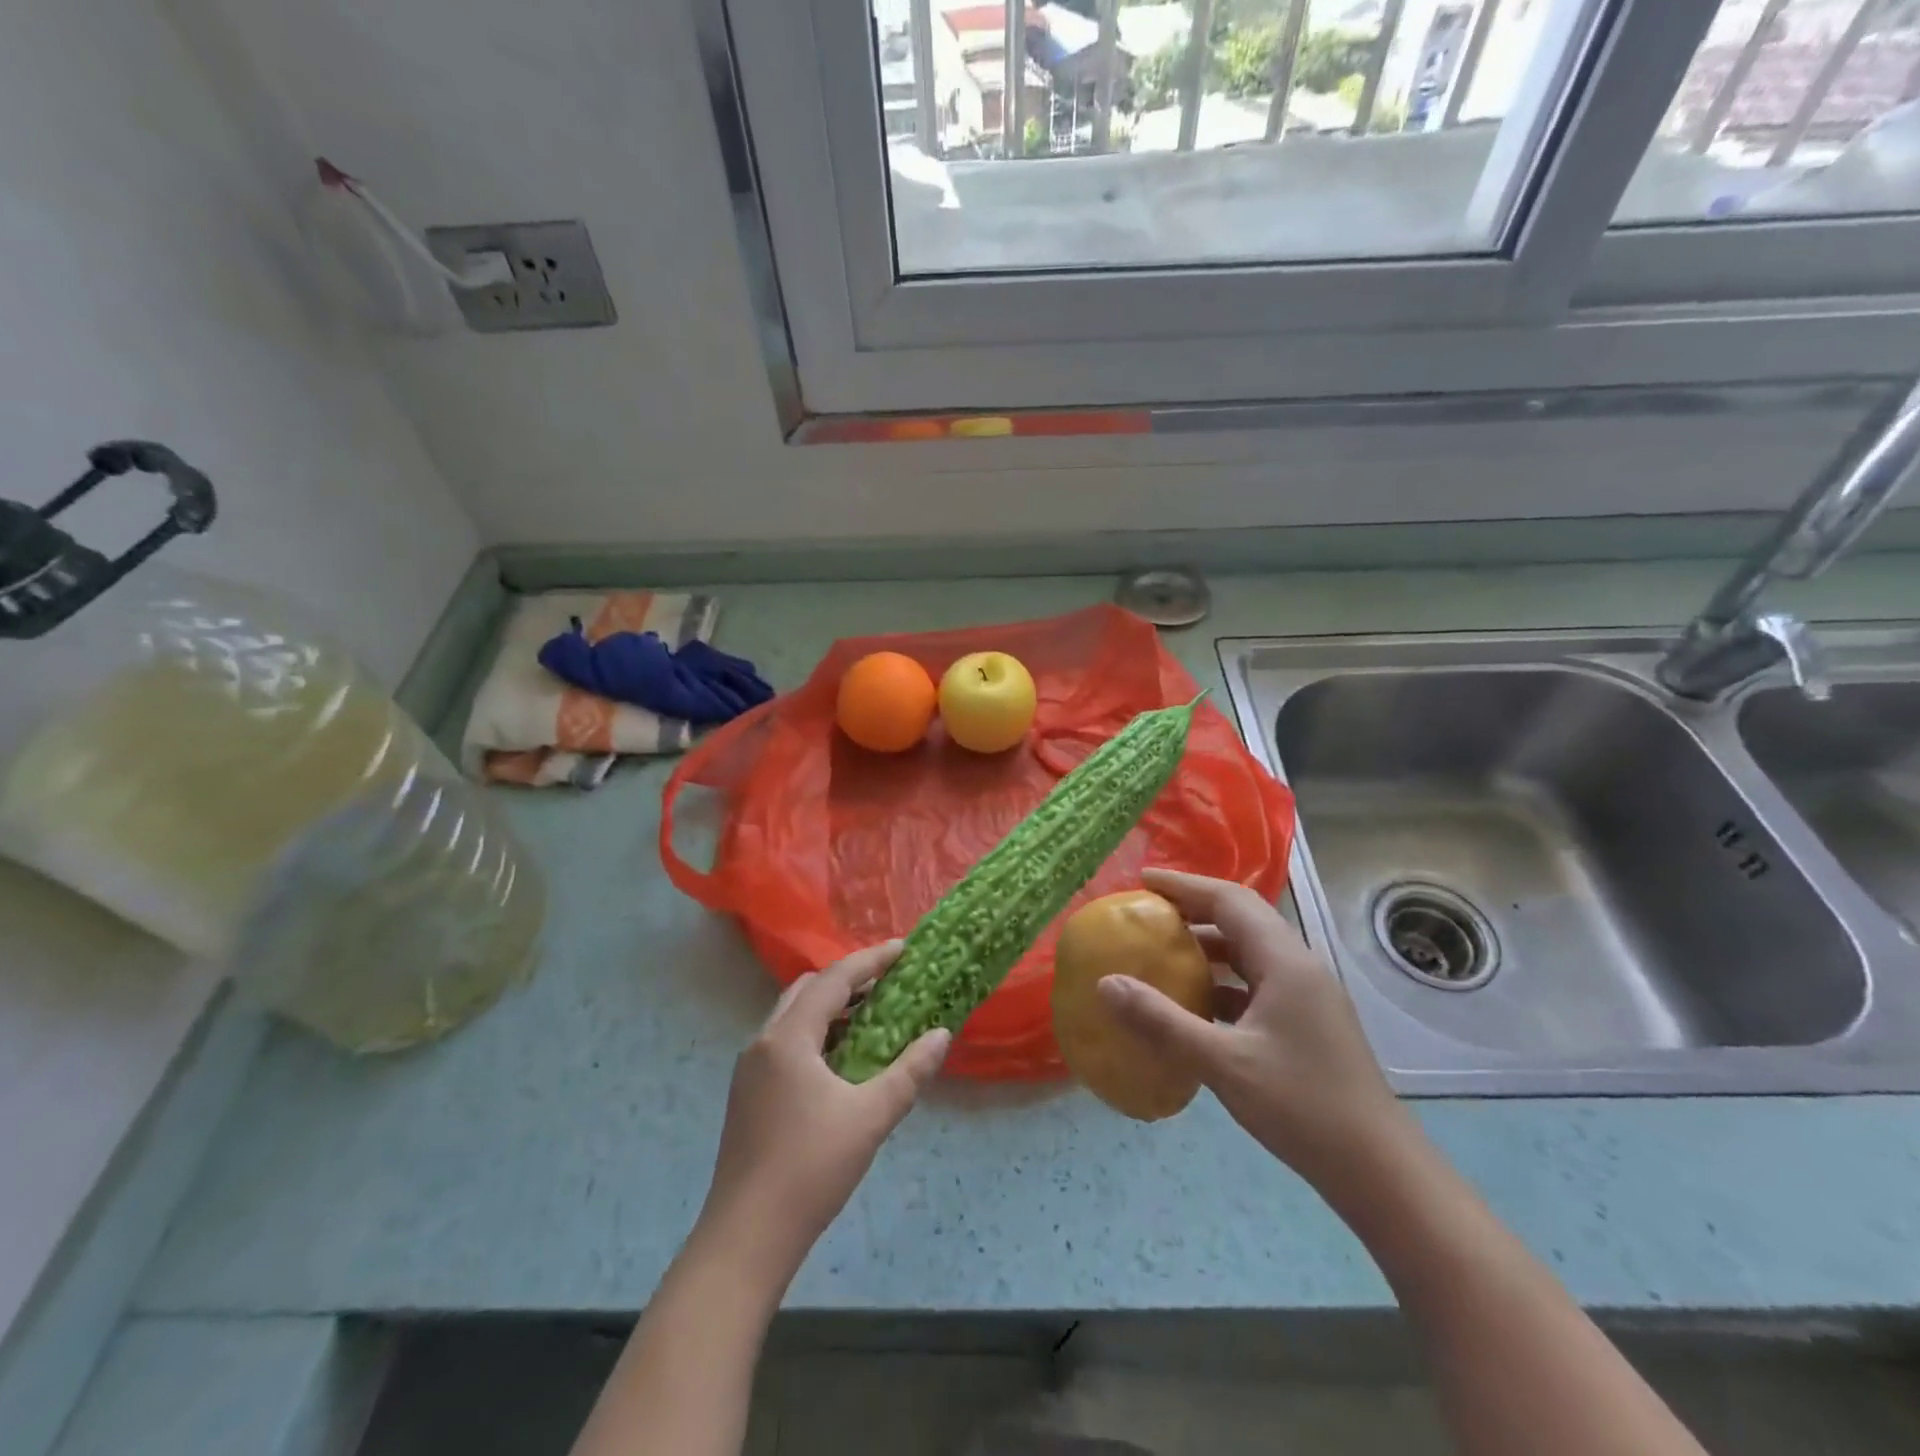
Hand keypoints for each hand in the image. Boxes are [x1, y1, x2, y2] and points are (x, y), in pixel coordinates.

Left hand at [696, 943, 949, 1283]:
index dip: (870, 960)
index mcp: (789, 1038)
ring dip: (831, 1009)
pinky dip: (816, 1035)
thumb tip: (941, 1035)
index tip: (903, 949)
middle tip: (888, 984)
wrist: (745, 1238)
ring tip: (870, 1019)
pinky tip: (840, 1062)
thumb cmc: (810, 1169)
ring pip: (793, 1017)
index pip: (834, 980)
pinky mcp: (747, 1094)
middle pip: (808, 990)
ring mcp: (749, 1069)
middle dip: (848, 980)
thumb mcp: (870, 1117)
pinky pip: (785, 1043)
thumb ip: (909, 1071)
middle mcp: (763, 1042)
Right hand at [1096, 869, 1411, 1196]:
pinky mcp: (1305, 1022)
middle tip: (1148, 912)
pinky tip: (1195, 1004)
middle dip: (1194, 908)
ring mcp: (1306, 996)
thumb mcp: (1223, 1063)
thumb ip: (1161, 1021)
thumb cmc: (1302, 1106)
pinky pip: (1255, 982)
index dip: (1185, 885)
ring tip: (1163, 951)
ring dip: (1208, 945)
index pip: (1230, 900)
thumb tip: (1105, 984)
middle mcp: (1298, 967)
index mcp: (1284, 962)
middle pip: (1241, 917)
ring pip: (1249, 951)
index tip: (1143, 882)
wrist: (1378, 1170)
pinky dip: (1222, 980)